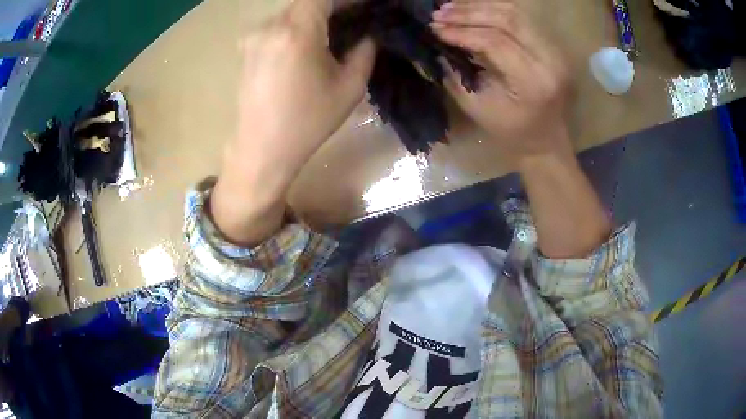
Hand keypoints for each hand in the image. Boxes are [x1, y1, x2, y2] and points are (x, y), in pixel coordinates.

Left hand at [211, 0, 375, 244]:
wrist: (261, 150)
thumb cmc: (307, 122)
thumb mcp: (349, 88)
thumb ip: (364, 52)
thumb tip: (367, 35)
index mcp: (297, 31)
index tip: (364, 7)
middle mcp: (270, 26)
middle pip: (306, 2)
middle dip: (333, 7)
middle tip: (354, 21)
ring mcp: (253, 37)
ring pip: (291, 14)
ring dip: (313, 18)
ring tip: (333, 36)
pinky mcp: (246, 50)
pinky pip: (277, 27)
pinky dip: (296, 28)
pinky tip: (307, 47)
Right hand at [431, 0, 571, 165]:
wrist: (547, 141)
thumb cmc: (513, 133)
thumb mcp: (479, 109)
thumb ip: (455, 76)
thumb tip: (436, 47)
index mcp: (534, 82)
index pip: (495, 42)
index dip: (462, 32)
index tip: (435, 29)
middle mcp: (550, 61)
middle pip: (508, 21)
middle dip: (469, 13)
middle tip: (439, 13)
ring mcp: (556, 51)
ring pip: (516, 13)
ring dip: (480, 6)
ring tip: (450, 7)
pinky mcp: (554, 46)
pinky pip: (523, 18)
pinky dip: (495, 9)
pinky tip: (472, 8)